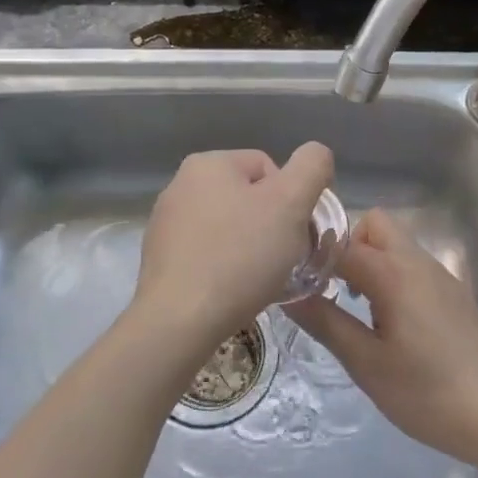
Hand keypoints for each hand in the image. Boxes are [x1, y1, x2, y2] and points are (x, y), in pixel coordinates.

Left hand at [132, 143, 334, 356]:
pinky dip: (226, 266)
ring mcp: (166, 222)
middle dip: (272, 225)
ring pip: (230, 227)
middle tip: (283, 258)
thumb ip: (311, 167)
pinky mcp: (161, 258)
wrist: (179, 321)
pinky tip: (233, 290)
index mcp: (209, 163)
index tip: (295, 235)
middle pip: (249, 197)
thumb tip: (316, 155)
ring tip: (259, 278)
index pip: (271, 169)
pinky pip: (208, 252)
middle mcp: (181, 184)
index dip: (293, 202)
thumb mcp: (291, 203)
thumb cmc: (240, 256)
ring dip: (250, 247)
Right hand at [285, 209, 477, 467]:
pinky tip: (391, 324)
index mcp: (395, 273)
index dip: (314, 256)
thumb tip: (289, 294)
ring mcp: (442, 277)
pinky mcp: (455, 294)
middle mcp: (419, 262)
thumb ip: (327, 323)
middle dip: (348, 247)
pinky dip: (393, 278)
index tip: (296, 280)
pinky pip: (414, 267)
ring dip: (371, 263)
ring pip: (397, 245)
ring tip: (358, 311)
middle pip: (376, 226)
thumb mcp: (367, 363)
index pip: (342, 243)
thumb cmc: (427, 393)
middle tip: (333, 290)